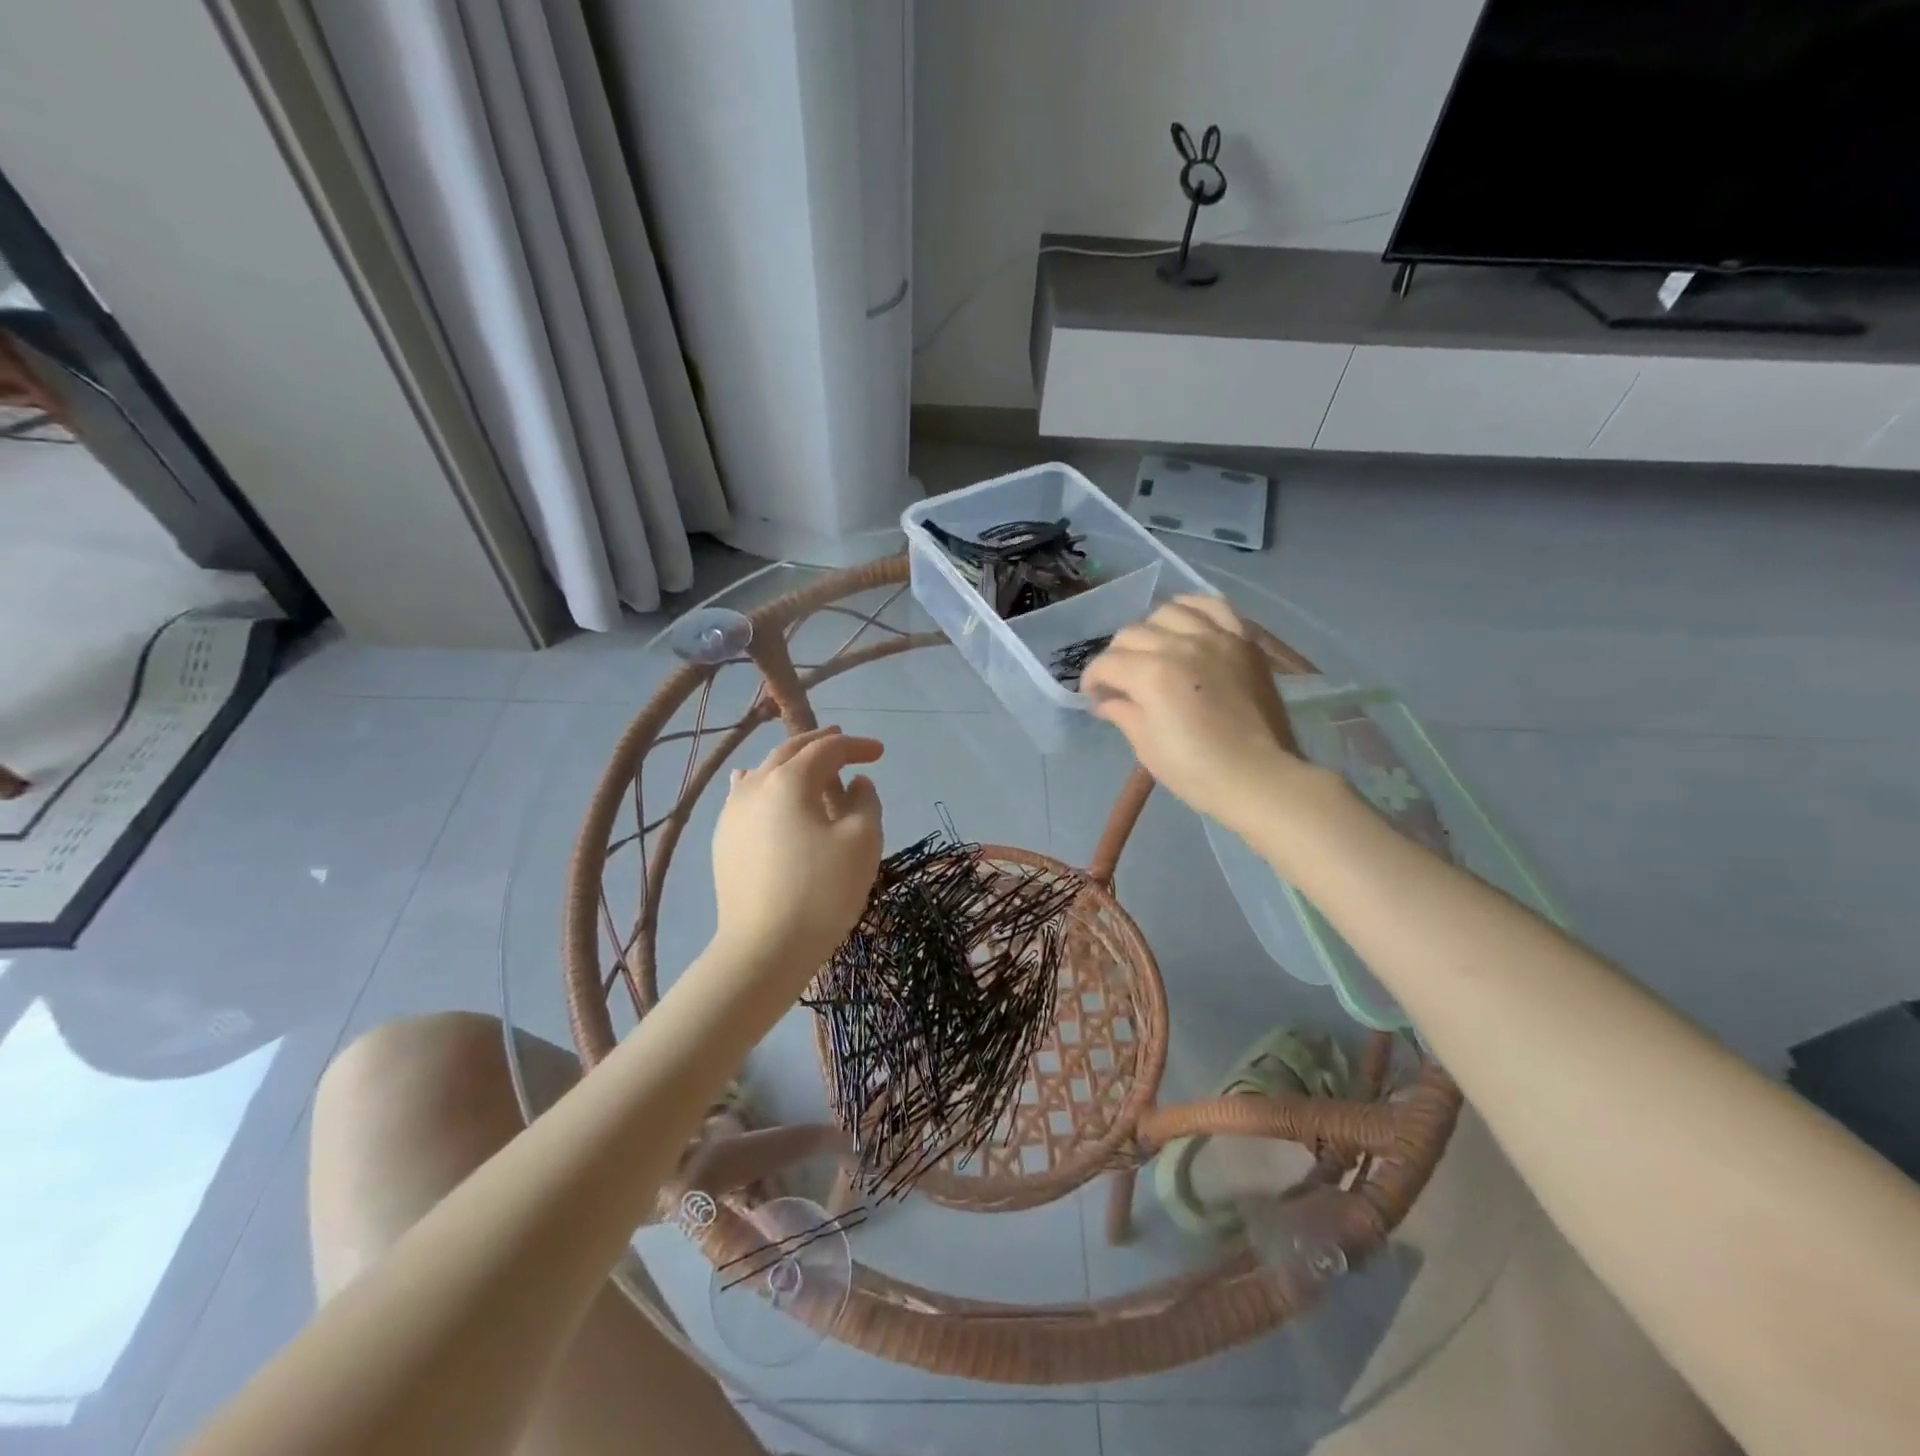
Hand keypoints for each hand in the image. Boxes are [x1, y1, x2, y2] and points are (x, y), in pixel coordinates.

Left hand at [710, 727, 883, 980]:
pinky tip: (756, 783)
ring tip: (810, 767)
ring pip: (764, 772)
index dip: (856, 746)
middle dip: (821, 744)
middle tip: (844, 745)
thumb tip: (855, 784)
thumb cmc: (822, 891)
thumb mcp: (862, 841)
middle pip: (790, 751)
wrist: (764, 949)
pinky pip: (745, 796)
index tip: (879, 753)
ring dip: (792, 763)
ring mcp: (732, 813)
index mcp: (790, 780)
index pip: (827, 749)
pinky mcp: (723, 840)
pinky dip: (763, 784)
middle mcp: (755, 786)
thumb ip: (865, 801)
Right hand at [1082, 595, 1314, 836]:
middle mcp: (1181, 645)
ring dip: (1151, 629)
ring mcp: (1216, 638)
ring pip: (1168, 612)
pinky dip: (1193, 609)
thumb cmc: (1195, 770)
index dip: (1093, 679)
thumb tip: (1105, 700)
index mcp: (1152, 675)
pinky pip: (1214, 606)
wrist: (1257, 776)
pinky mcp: (1243, 640)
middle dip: (1117, 657)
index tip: (1094, 695)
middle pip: (1132, 634)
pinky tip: (1184, 623)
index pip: (1108, 663)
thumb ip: (1122, 712)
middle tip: (1120, 680)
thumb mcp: (1146, 745)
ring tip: (1153, 650)